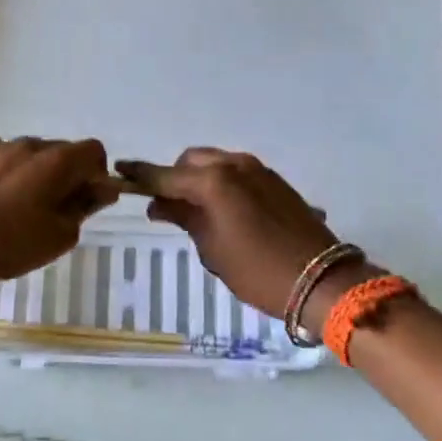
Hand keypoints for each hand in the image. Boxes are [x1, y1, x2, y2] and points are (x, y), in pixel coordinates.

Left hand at [0, 135, 118, 280]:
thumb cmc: (14, 242)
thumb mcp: (61, 235)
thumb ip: (85, 206)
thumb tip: (101, 190)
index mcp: (60, 161)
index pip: (93, 151)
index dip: (95, 173)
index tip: (85, 197)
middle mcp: (32, 143)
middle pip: (60, 151)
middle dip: (62, 173)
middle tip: (50, 206)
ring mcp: (0, 144)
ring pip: (27, 152)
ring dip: (30, 169)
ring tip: (14, 201)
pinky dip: (2, 165)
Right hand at [117, 148, 341, 317]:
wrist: (322, 280)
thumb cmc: (257, 271)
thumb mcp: (212, 248)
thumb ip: (183, 217)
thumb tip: (158, 203)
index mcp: (213, 181)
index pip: (166, 175)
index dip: (140, 175)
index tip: (119, 171)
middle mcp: (234, 165)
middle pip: (191, 161)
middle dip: (174, 177)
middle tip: (164, 206)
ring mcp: (258, 170)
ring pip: (215, 163)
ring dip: (199, 179)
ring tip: (194, 210)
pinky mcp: (275, 180)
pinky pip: (236, 172)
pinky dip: (221, 183)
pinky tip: (223, 210)